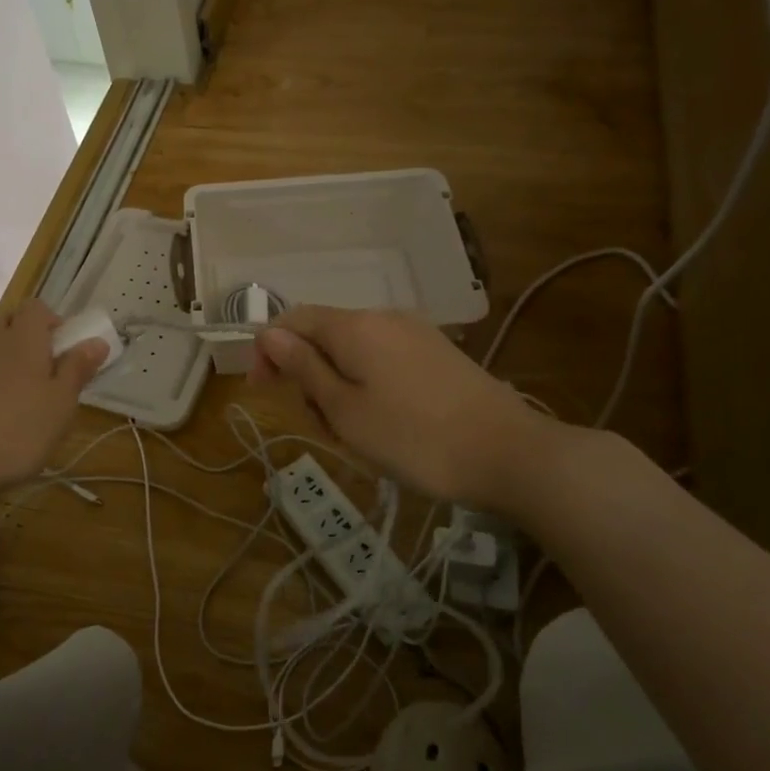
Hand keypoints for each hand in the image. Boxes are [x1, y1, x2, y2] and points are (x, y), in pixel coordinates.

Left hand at [0, 300, 108, 503]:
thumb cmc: (17, 431)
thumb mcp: (60, 404)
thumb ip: (77, 369)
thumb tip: (96, 340)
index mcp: (22, 341)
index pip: (35, 307)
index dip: (53, 320)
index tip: (68, 348)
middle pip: (6, 318)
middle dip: (27, 331)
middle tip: (49, 365)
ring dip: (11, 360)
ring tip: (31, 398)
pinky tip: (4, 419)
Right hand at [252, 306, 573, 514]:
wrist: (508, 453)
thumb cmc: (413, 438)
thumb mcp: (344, 409)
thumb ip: (303, 367)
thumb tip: (269, 333)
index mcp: (355, 326)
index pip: (294, 319)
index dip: (269, 350)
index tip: (261, 390)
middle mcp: (384, 317)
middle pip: (324, 336)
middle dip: (308, 376)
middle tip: (321, 426)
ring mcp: (416, 333)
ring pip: (354, 352)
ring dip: (338, 387)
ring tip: (355, 435)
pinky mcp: (437, 354)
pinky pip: (384, 360)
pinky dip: (368, 387)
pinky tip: (385, 424)